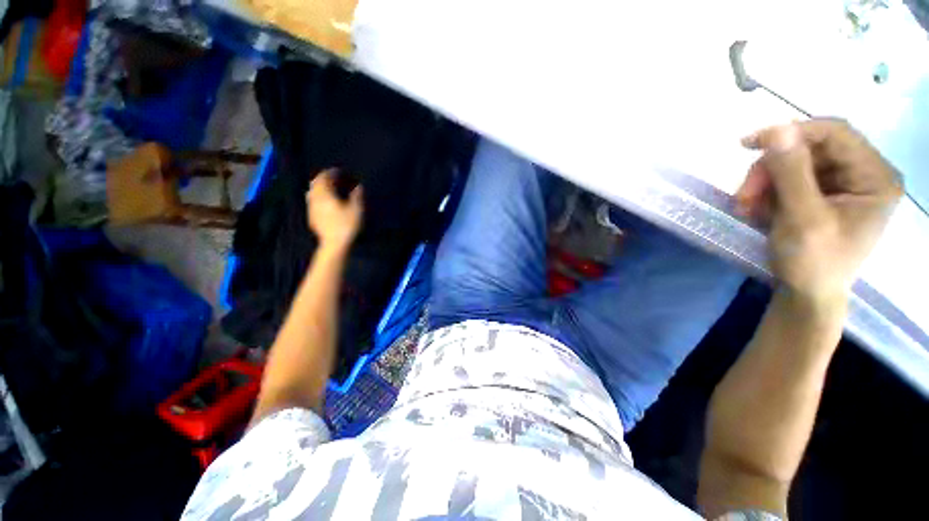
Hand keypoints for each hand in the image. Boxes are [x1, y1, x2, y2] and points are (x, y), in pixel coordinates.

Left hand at [306, 169, 362, 249]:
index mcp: (325, 194)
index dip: (331, 172)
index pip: (324, 177)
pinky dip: (318, 197)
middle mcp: (315, 198)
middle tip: (333, 178)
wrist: (334, 244)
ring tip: (329, 189)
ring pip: (312, 192)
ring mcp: (312, 208)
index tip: (339, 171)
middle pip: (315, 183)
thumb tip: (358, 186)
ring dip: (320, 187)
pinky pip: (313, 202)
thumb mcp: (357, 209)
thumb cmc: (347, 225)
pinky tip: (326, 202)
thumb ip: (357, 195)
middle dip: (324, 178)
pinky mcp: (312, 217)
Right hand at [736, 119, 902, 300]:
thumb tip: (777, 129)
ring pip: (795, 164)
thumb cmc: (812, 263)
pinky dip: (768, 193)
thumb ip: (792, 173)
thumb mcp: (802, 219)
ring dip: (764, 184)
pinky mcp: (826, 195)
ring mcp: (845, 185)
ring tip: (746, 208)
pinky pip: (791, 179)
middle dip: (771, 170)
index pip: (835, 134)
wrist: (807, 295)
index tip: (747, 145)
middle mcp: (864, 174)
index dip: (792, 132)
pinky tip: (757, 210)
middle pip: (811, 149)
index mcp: (875, 178)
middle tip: (744, 196)